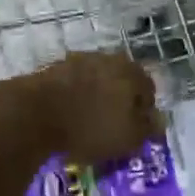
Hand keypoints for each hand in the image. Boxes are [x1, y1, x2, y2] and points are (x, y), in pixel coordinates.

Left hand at [35, 52, 158, 164]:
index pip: (148, 89)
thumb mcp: (129, 138)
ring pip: (96, 82)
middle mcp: (108, 58)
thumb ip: (148, 128)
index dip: (144, 113)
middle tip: (113, 128)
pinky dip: (74, 99)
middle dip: (120, 103)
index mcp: (131, 71)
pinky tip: (68, 118)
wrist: (35, 113)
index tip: (135, 132)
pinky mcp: (53, 68)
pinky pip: (73, 86)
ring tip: (88, 125)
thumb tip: (159, 121)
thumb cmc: (91, 127)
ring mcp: (78, 60)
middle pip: (121, 82)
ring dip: (96, 99)